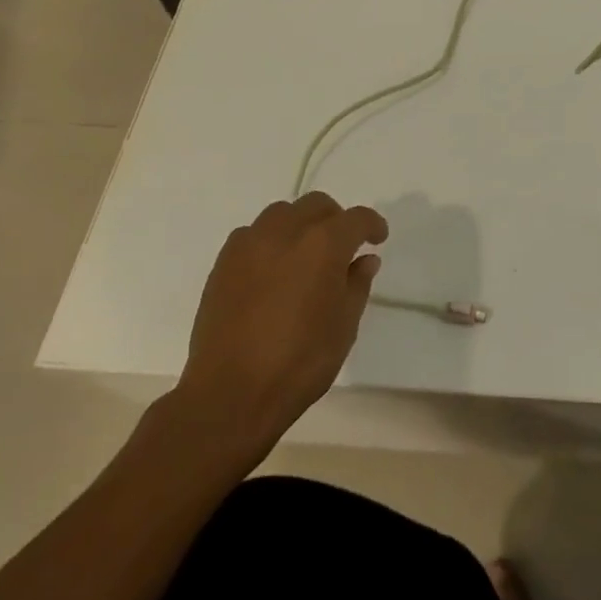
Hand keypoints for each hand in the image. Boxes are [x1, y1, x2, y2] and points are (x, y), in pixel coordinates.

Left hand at [172, 192, 386, 452]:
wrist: (230, 394)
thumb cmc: (299, 363)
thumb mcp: (344, 326)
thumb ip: (357, 284)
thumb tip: (364, 260)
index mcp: (323, 244)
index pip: (356, 218)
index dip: (372, 225)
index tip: (377, 239)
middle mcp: (286, 231)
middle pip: (317, 205)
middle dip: (335, 219)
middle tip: (342, 247)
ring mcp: (250, 244)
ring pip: (282, 214)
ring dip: (300, 225)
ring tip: (304, 256)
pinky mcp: (223, 262)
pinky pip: (253, 235)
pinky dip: (270, 242)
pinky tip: (272, 271)